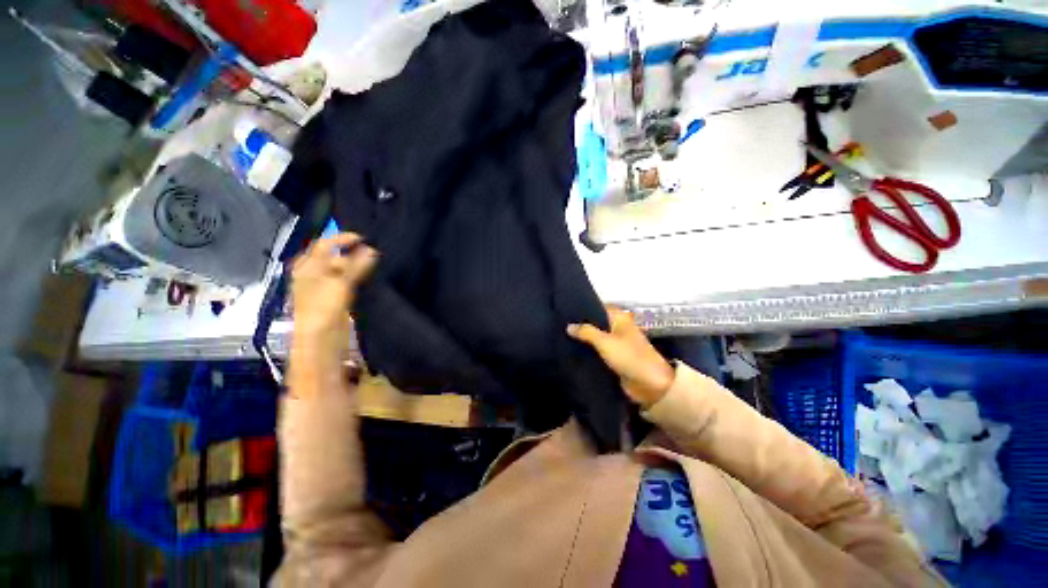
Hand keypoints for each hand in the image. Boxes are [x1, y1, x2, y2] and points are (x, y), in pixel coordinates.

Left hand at [291, 233, 377, 342]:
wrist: (320, 340)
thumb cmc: (323, 308)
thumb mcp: (340, 283)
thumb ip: (356, 265)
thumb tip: (371, 248)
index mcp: (307, 266)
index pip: (324, 244)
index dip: (343, 238)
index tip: (364, 238)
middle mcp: (313, 274)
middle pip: (333, 257)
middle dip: (352, 253)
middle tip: (373, 252)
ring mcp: (323, 288)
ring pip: (341, 270)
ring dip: (356, 265)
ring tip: (374, 263)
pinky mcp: (334, 299)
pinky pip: (347, 282)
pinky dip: (358, 277)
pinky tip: (370, 277)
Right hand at [568, 306, 675, 408]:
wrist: (650, 385)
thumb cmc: (629, 357)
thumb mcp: (605, 341)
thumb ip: (586, 332)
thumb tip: (569, 326)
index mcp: (619, 318)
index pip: (598, 307)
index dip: (583, 307)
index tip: (565, 309)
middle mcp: (618, 328)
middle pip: (596, 323)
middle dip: (581, 325)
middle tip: (560, 325)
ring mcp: (616, 344)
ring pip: (595, 338)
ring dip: (583, 340)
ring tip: (562, 337)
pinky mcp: (614, 359)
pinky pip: (598, 352)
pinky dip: (588, 352)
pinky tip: (572, 352)